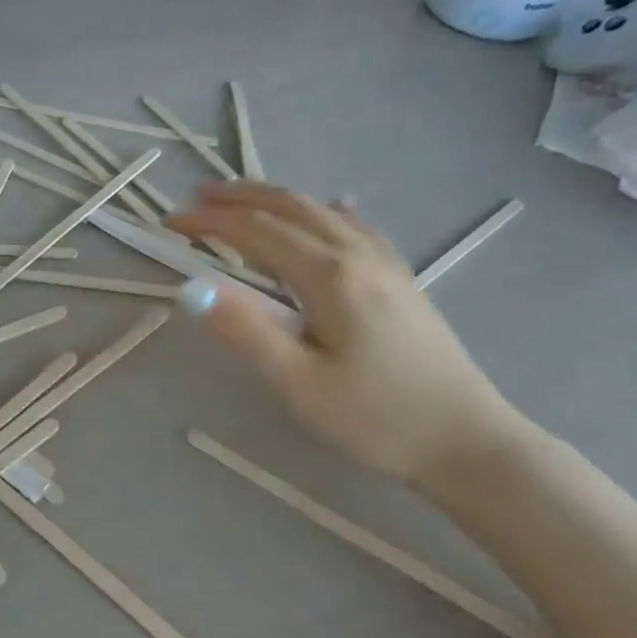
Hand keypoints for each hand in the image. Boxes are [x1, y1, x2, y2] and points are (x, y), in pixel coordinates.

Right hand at [167, 184, 522, 488]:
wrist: (468, 440)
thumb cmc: (376, 418)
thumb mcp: (298, 384)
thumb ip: (245, 331)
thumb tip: (192, 288)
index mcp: (328, 276)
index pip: (254, 231)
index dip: (207, 222)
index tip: (168, 224)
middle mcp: (356, 255)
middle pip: (289, 207)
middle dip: (237, 197)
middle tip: (194, 198)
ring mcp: (384, 264)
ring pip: (321, 211)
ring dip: (274, 199)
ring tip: (238, 200)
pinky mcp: (400, 280)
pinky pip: (354, 227)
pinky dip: (323, 212)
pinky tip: (329, 210)